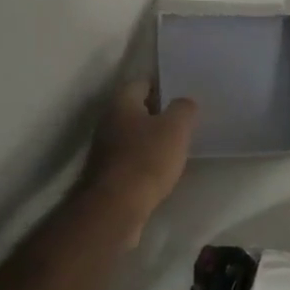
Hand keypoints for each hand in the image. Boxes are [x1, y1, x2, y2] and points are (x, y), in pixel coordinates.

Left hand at [83, 80, 196, 245]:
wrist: (115, 207)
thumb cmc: (146, 159)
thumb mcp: (175, 128)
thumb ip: (183, 109)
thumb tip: (184, 103)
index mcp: (121, 102)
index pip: (142, 82)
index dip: (163, 85)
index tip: (183, 93)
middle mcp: (108, 121)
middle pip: (136, 110)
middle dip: (159, 113)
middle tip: (185, 120)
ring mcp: (105, 149)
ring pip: (133, 135)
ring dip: (152, 139)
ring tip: (178, 145)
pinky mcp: (108, 174)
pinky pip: (131, 158)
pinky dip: (146, 160)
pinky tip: (163, 170)